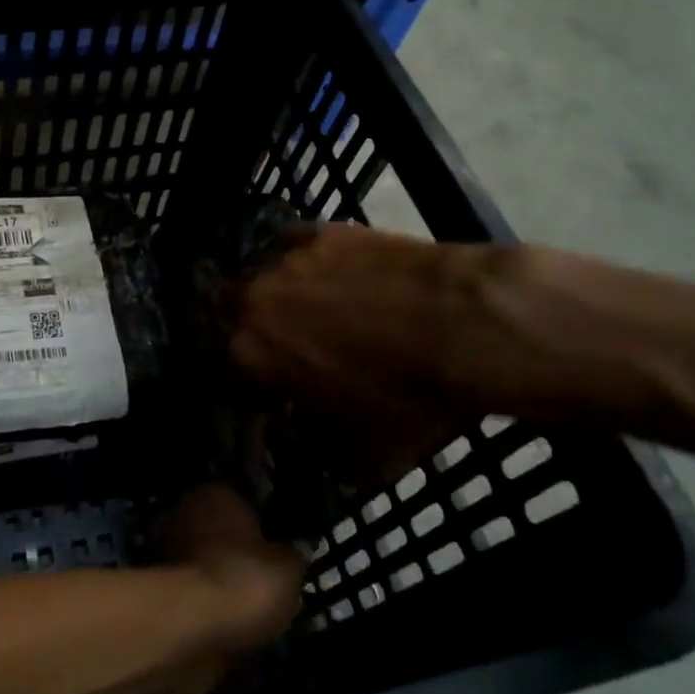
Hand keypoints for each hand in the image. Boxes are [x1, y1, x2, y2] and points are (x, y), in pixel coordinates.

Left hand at [161, 483, 304, 654]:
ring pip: (204, 563)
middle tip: (265, 582)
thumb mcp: (288, 568)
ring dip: (221, 581)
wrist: (192, 624)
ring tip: (250, 611)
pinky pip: (194, 592)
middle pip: (219, 533)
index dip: (263, 528)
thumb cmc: (245, 579)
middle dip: (237, 554)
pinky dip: (208, 605)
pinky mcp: (158, 587)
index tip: (278, 552)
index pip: (243, 503)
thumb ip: (294, 555)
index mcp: (215, 494)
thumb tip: (297, 549)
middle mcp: (184, 513)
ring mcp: (165, 549)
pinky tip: (229, 623)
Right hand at [228, 223, 505, 472]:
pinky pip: (290, 243)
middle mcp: (252, 301)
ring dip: (271, 292)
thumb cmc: (410, 395)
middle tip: (285, 343)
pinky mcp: (318, 230)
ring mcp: (283, 260)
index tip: (274, 391)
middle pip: (230, 312)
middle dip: (249, 327)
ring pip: (258, 275)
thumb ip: (330, 461)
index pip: (229, 368)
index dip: (251, 382)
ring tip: (307, 304)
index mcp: (250, 355)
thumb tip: (321, 463)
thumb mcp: (370, 454)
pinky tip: (326, 270)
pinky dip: (299, 258)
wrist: (465, 323)